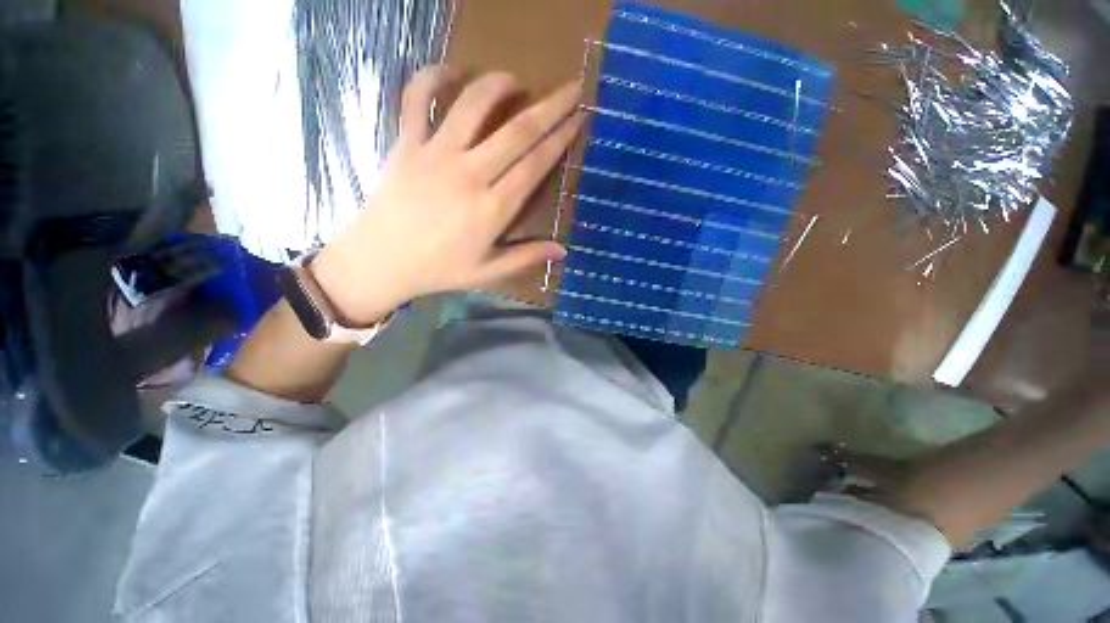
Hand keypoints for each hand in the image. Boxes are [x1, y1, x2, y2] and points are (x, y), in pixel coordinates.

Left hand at [311, 67, 585, 324]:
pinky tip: (450, 72)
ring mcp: (435, 154)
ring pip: (472, 105)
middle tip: (571, 88)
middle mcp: (469, 174)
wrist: (380, 261)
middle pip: (517, 132)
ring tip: (516, 80)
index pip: (535, 165)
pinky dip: (431, 77)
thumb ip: (526, 257)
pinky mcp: (406, 144)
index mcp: (492, 209)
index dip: (560, 139)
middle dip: (550, 107)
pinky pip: (415, 99)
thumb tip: (563, 251)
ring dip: (499, 85)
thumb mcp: (488, 272)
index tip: (578, 119)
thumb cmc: (439, 270)